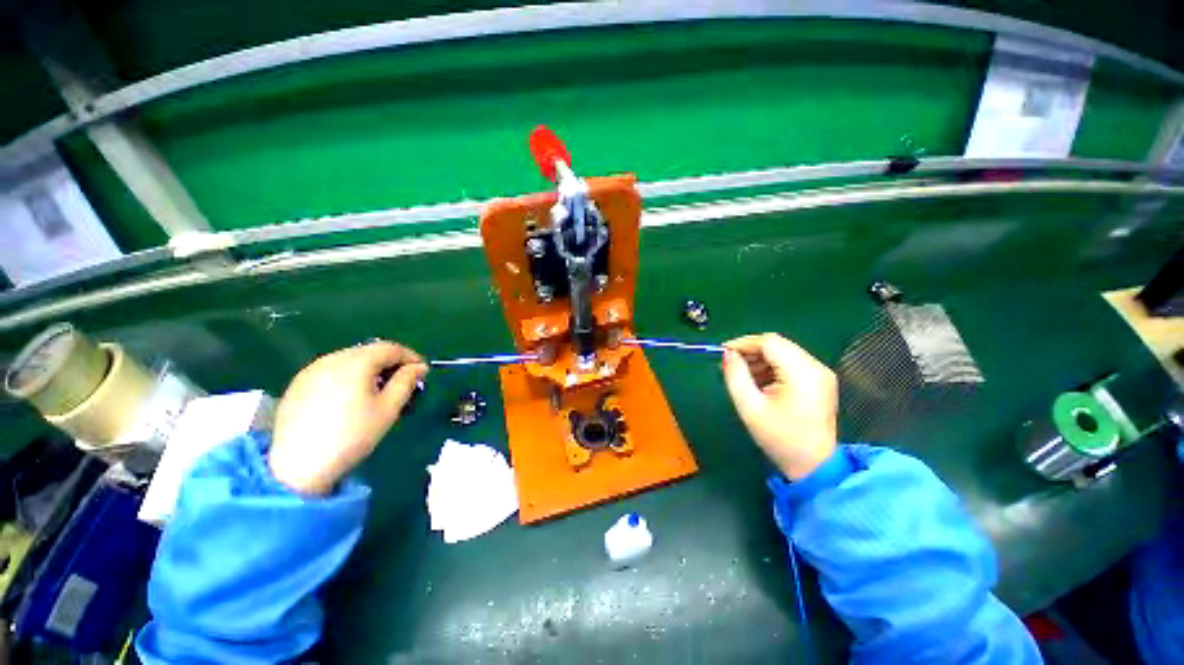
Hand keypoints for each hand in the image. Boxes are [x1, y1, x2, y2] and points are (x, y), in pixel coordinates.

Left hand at [270, 341, 428, 494]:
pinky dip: (349, 376)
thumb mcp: (388, 409)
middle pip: (369, 351)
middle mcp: (332, 359)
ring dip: (370, 369)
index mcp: (356, 362)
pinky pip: (332, 371)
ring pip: (350, 360)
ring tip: (378, 391)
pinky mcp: (298, 384)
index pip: (391, 348)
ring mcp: (311, 370)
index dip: (411, 356)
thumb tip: (419, 367)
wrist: (297, 467)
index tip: (422, 372)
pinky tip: (351, 397)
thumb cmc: (352, 435)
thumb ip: (406, 382)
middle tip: (403, 382)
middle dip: (390, 363)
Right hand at [721, 333, 837, 479]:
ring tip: (743, 377)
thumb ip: (735, 376)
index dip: (743, 343)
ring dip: (760, 360)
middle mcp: (815, 367)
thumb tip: (727, 355)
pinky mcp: (819, 381)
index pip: (769, 342)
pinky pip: (790, 363)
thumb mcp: (750, 407)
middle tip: (730, 365)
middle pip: (777, 345)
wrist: (814, 466)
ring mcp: (820, 373)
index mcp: (802, 373)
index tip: (723, 353)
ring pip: (783, 352)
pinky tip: (759, 383)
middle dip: (750, 352)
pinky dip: (771, 368)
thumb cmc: (780, 438)